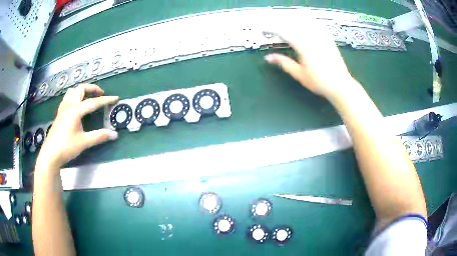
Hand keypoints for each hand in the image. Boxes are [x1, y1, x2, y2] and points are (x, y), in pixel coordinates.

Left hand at [36, 84, 118, 170]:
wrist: (50, 154)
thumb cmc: (66, 147)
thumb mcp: (84, 143)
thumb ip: (99, 136)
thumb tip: (115, 134)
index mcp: (76, 110)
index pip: (93, 102)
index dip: (105, 100)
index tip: (116, 98)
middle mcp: (69, 105)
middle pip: (81, 89)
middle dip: (92, 89)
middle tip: (101, 94)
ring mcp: (63, 108)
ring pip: (73, 91)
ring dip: (82, 91)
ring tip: (88, 97)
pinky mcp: (59, 113)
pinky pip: (67, 98)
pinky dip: (75, 96)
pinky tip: (76, 106)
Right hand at [264, 23, 361, 102]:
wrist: (340, 84)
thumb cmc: (319, 82)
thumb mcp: (299, 74)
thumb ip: (283, 63)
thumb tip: (268, 58)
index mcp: (302, 45)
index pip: (283, 31)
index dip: (271, 29)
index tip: (263, 29)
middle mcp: (311, 36)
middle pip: (293, 22)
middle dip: (282, 22)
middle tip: (275, 28)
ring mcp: (321, 35)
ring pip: (305, 20)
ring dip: (294, 20)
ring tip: (288, 24)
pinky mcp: (328, 38)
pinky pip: (316, 24)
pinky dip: (308, 22)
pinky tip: (305, 25)